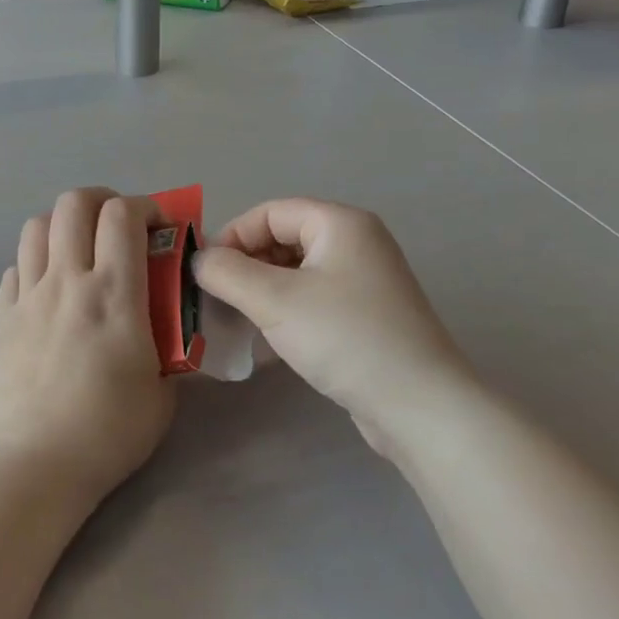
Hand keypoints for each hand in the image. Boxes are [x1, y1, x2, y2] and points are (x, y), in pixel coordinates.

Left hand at [0, 188, 174, 505]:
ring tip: (78, 248)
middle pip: (74, 204)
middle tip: (117, 224)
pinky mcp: (4, 316)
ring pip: (37, 225)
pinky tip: (47, 287)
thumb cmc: (109, 431)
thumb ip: (166, 346)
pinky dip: (35, 262)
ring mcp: (29, 295)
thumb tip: (162, 327)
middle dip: (101, 200)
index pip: (123, 216)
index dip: (144, 206)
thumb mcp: (162, 390)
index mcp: (113, 293)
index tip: (157, 226)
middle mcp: (67, 281)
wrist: (37, 462)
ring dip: (63, 224)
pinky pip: (16, 266)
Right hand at [191, 199, 476, 453]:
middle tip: (218, 298)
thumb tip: (199, 260)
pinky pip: (314, 296)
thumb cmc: (345, 338)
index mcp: (340, 223)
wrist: (419, 405)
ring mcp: (365, 279)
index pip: (269, 212)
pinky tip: (268, 337)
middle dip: (246, 264)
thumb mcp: (275, 300)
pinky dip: (286, 308)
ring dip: (262, 288)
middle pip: (283, 237)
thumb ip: (227, 272)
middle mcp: (356, 242)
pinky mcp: (367, 314)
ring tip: (239, 318)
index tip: (205, 273)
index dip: (232, 236)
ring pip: (296, 270)